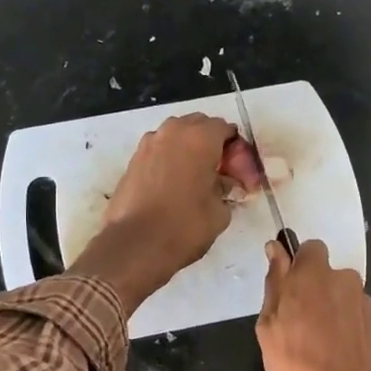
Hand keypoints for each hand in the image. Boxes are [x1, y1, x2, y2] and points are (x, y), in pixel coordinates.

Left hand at [70, 113, 239, 312]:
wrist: (135, 245)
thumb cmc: (185, 226)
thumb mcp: (220, 211)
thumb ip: (226, 189)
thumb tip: (223, 184)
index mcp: (200, 138)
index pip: (226, 129)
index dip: (236, 150)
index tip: (238, 173)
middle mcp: (173, 132)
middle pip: (199, 126)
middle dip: (211, 144)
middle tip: (219, 173)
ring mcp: (148, 144)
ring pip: (176, 136)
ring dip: (189, 149)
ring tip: (196, 179)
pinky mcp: (133, 160)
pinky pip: (159, 151)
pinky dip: (170, 160)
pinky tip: (173, 186)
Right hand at [256, 239, 370, 370]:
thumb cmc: (297, 367)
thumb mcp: (269, 328)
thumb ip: (275, 284)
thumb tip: (276, 251)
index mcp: (314, 275)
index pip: (309, 248)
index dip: (297, 265)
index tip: (287, 288)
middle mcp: (344, 280)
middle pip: (326, 273)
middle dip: (313, 289)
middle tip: (296, 323)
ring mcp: (364, 303)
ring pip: (340, 295)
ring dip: (329, 308)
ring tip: (316, 343)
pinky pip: (353, 316)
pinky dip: (344, 327)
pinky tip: (335, 354)